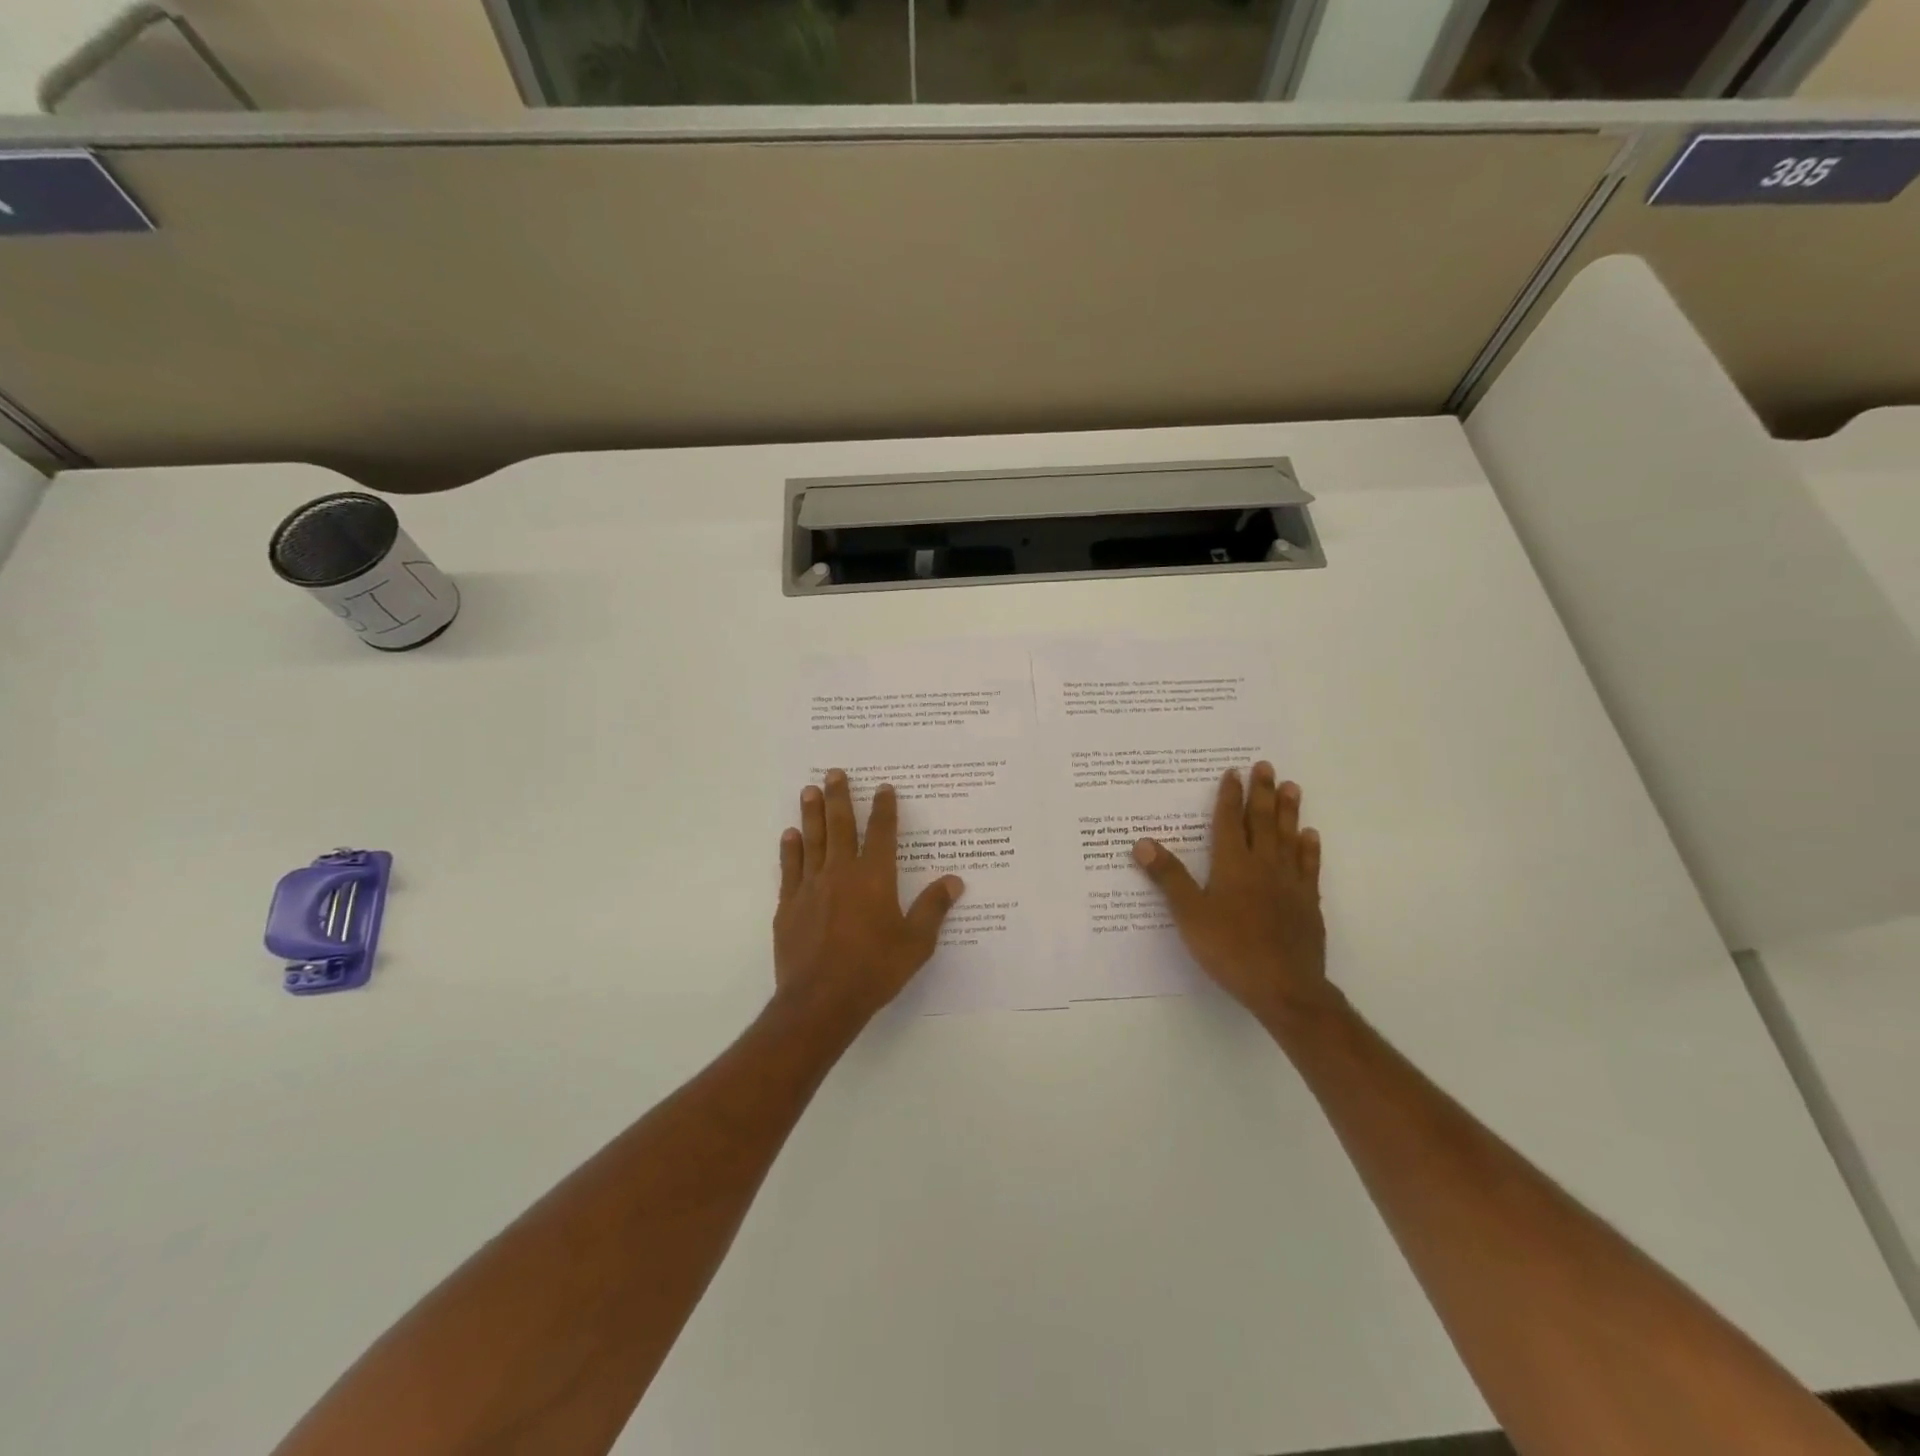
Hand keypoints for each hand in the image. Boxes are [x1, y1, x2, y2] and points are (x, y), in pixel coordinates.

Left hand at [773, 769, 964, 1023]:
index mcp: (875, 878)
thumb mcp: (915, 943)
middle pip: (840, 826)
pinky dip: (790, 849)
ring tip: (810, 790)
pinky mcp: (789, 906)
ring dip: (812, 813)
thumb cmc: (874, 970)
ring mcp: (811, 887)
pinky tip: (790, 835)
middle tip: (834, 772)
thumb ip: (933, 908)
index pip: (881, 833)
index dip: (884, 808)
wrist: (821, 1001)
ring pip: (812, 840)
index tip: (883, 788)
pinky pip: (790, 869)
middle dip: (840, 797)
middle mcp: (841, 873)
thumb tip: (954, 880)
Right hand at [1132, 763, 1331, 1027]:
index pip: (1229, 822)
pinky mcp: (1307, 903)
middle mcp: (1263, 866)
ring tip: (1292, 787)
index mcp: (1232, 865)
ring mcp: (1289, 883)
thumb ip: (1168, 877)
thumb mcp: (1189, 914)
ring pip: (1288, 838)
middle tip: (1266, 766)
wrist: (1284, 987)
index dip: (1229, 796)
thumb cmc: (1230, 949)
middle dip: (1262, 792)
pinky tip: (1310, 835)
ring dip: (1289, 811)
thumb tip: (1142, 842)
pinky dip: (1309, 848)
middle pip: (1262, 822)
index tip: (1233, 772)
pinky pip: (1309, 867)